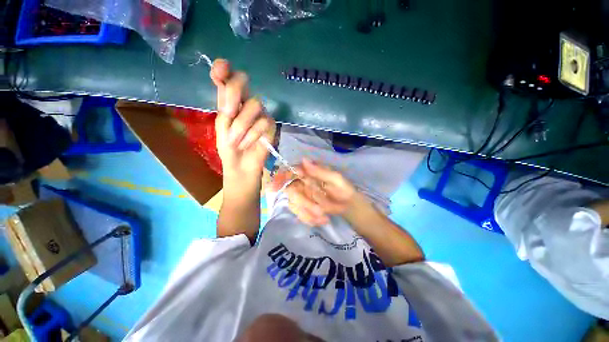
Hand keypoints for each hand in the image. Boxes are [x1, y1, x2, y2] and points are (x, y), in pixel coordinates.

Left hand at [211, 59, 274, 176]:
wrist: (241, 166)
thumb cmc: (229, 148)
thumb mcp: (220, 127)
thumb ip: (224, 107)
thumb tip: (226, 83)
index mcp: (231, 103)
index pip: (228, 80)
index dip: (223, 70)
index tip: (220, 68)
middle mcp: (246, 104)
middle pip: (243, 82)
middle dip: (234, 94)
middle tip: (228, 112)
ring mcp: (260, 114)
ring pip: (254, 105)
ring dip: (241, 126)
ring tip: (237, 141)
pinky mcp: (271, 125)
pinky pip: (263, 122)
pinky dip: (252, 135)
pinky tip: (248, 144)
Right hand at [271, 159, 356, 225]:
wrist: (350, 208)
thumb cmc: (346, 190)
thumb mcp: (337, 180)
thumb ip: (320, 171)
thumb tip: (304, 160)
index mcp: (310, 173)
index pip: (291, 171)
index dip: (280, 177)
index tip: (274, 187)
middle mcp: (303, 183)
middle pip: (291, 191)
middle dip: (304, 202)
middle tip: (320, 210)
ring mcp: (303, 196)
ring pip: (294, 204)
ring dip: (308, 213)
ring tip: (324, 216)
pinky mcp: (304, 208)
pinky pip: (300, 215)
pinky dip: (310, 219)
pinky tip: (322, 220)